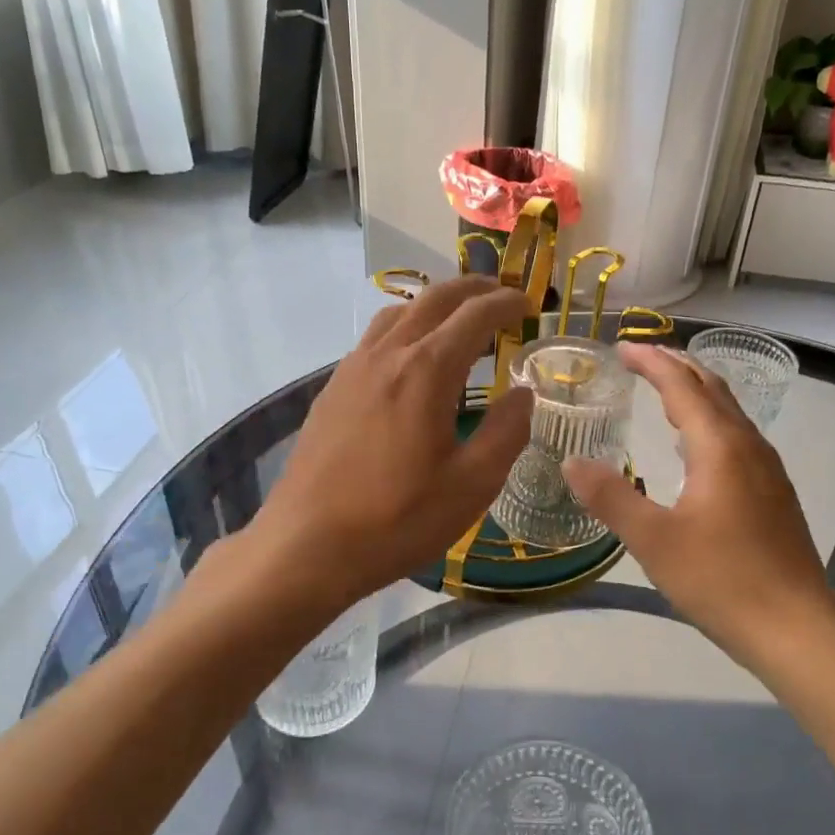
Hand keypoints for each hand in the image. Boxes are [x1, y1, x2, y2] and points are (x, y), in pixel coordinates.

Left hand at [250, 274, 533, 610]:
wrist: (307, 544)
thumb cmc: (398, 518)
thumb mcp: (472, 485)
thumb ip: (506, 432)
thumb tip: (523, 395)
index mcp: (427, 370)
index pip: (475, 316)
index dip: (505, 303)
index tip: (528, 304)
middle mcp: (388, 354)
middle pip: (434, 299)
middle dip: (472, 289)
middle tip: (500, 296)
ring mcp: (352, 368)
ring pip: (398, 312)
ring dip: (435, 305)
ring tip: (458, 320)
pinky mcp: (332, 389)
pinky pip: (375, 338)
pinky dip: (405, 327)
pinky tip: (410, 358)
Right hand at [561, 344, 834, 665]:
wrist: (796, 630)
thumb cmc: (722, 580)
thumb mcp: (654, 540)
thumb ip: (611, 497)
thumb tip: (571, 462)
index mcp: (720, 447)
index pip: (683, 386)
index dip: (652, 362)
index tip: (622, 348)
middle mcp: (748, 447)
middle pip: (713, 389)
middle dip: (677, 367)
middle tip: (641, 358)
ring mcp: (767, 471)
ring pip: (729, 413)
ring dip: (696, 393)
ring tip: (664, 392)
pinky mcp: (773, 495)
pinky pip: (737, 438)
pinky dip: (709, 422)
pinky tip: (695, 447)